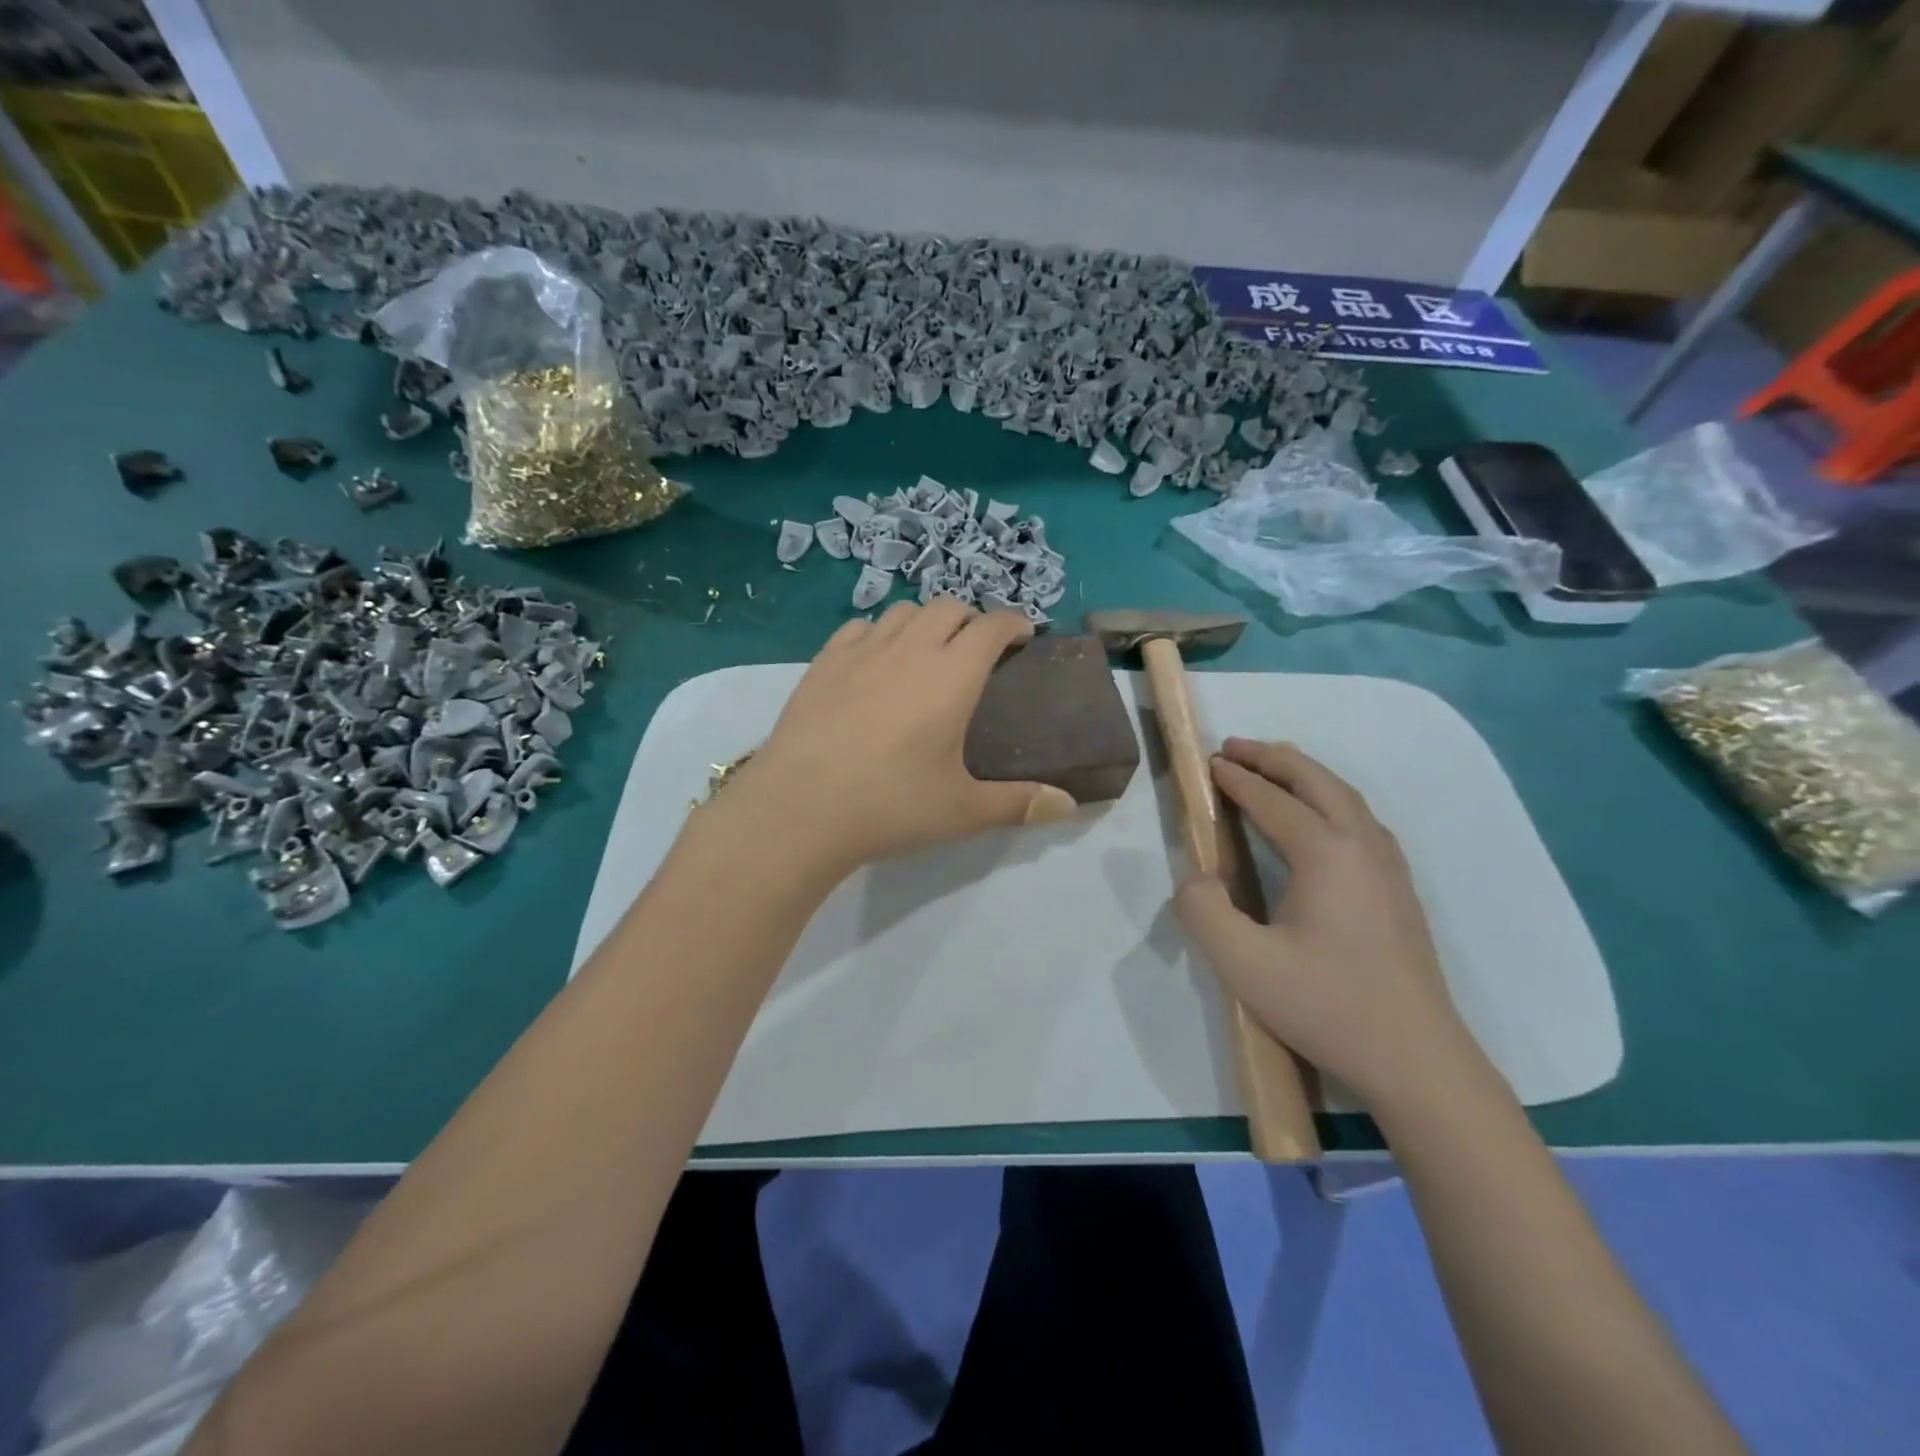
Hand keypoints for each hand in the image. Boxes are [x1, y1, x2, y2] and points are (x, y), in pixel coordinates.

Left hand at [720, 600, 1076, 877]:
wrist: (800, 807)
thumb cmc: (890, 805)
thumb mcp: (962, 810)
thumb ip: (1019, 804)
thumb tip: (1069, 807)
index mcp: (952, 675)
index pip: (991, 626)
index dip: (1013, 622)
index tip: (1023, 635)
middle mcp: (909, 649)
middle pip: (947, 607)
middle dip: (971, 618)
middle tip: (977, 650)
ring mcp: (861, 651)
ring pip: (902, 611)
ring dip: (925, 621)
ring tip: (927, 651)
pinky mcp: (823, 662)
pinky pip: (858, 627)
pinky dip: (878, 632)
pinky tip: (876, 660)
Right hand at [1173, 738, 1481, 1111]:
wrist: (1418, 1062)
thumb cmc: (1327, 1006)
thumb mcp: (1243, 963)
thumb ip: (1202, 910)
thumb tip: (1197, 876)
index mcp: (1327, 854)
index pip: (1273, 801)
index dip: (1237, 780)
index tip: (1208, 762)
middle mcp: (1363, 847)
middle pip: (1317, 782)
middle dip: (1274, 758)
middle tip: (1235, 747)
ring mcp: (1389, 868)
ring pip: (1346, 798)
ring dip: (1305, 775)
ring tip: (1274, 768)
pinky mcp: (1400, 892)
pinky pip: (1361, 821)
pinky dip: (1331, 799)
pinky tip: (1322, 820)